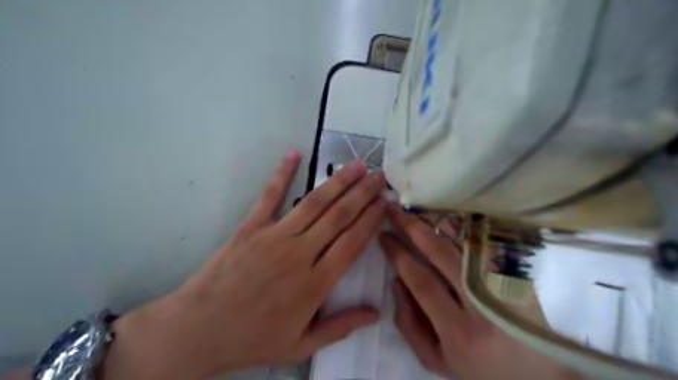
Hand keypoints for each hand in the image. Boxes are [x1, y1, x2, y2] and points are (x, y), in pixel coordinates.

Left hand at [99, 151, 385, 379]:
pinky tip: (294, 154)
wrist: (199, 330)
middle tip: (379, 175)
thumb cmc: (253, 339)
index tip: (384, 202)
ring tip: (356, 166)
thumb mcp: (301, 344)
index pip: (352, 242)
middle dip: (363, 193)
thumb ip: (341, 326)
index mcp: (315, 283)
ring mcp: (274, 236)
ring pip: (314, 203)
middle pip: (339, 216)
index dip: (371, 219)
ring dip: (338, 182)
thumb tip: (376, 313)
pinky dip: (282, 173)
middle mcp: (300, 254)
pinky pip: (269, 196)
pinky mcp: (251, 227)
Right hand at [381, 204, 582, 379]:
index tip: (383, 236)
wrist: (538, 377)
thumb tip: (396, 281)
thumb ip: (408, 323)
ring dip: (435, 222)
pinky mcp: (515, 276)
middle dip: (413, 227)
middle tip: (394, 209)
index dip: (398, 254)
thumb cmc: (478, 369)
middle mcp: (482, 304)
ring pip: (463, 243)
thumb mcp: (435, 360)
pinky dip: (459, 228)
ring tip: (414, 208)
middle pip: (442, 253)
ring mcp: (503, 286)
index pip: (421, 281)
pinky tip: (441, 217)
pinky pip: (480, 245)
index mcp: (459, 331)